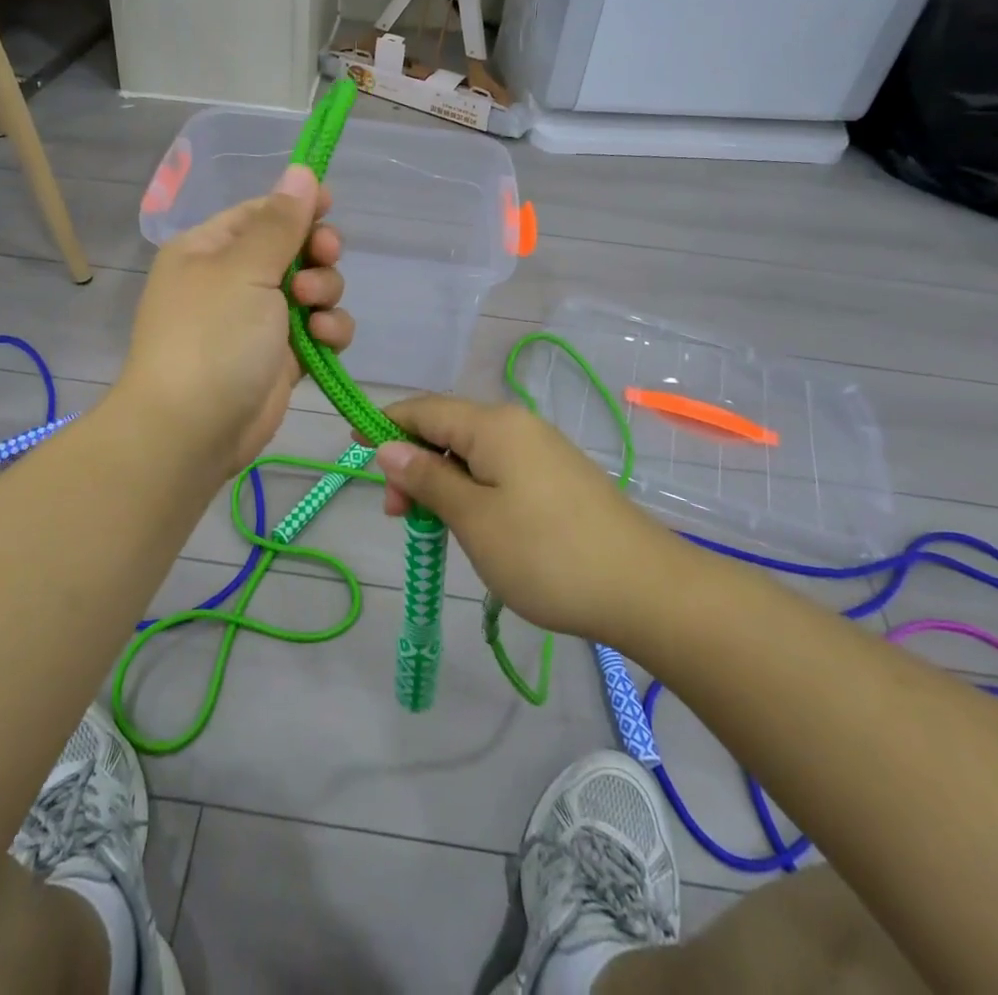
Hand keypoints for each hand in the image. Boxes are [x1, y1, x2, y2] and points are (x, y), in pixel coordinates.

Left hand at [120, 164, 351, 476]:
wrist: (191, 431)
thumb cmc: (211, 336)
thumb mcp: (245, 269)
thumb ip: (281, 221)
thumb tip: (301, 170)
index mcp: (210, 249)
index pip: (261, 212)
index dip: (298, 206)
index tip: (331, 206)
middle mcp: (233, 280)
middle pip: (293, 248)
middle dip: (316, 253)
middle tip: (324, 258)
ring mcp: (258, 320)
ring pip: (312, 289)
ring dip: (325, 293)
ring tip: (313, 310)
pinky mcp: (281, 357)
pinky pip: (318, 329)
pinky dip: (328, 330)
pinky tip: (325, 339)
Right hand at [373, 396, 670, 643]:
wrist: (645, 588)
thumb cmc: (546, 553)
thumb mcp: (474, 518)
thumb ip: (428, 478)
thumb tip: (388, 447)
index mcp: (493, 424)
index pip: (424, 409)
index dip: (385, 425)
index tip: (353, 451)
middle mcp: (517, 425)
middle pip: (447, 429)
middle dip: (413, 462)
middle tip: (397, 516)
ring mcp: (542, 450)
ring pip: (472, 453)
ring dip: (441, 480)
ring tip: (430, 527)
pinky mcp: (557, 477)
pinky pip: (498, 470)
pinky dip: (471, 489)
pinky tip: (470, 523)